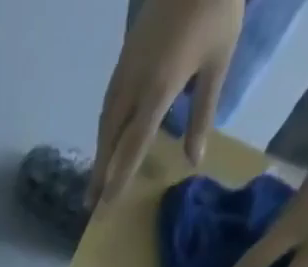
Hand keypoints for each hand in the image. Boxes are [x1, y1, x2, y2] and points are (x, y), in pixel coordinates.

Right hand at [93, 0, 243, 203]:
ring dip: (100, 152)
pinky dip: (106, 130)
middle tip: (89, 203)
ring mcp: (125, 70)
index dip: (119, 179)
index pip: (133, 147)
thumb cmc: (216, 9)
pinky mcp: (125, 58)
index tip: (106, 206)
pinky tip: (108, 140)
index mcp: (158, 90)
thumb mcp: (218, 64)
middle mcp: (134, 86)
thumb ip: (202, 114)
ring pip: (106, 122)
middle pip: (110, 139)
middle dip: (99, 172)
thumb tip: (194, 160)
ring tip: (96, 177)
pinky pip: (109, 104)